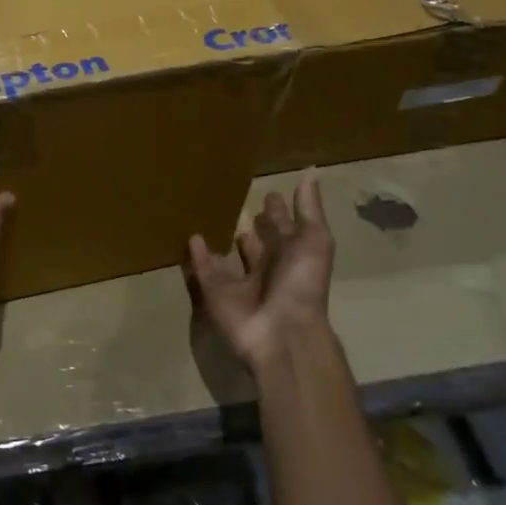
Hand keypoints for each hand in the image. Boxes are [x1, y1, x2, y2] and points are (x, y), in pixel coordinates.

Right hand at [186, 177, 337, 375]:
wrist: (281, 333)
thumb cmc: (302, 284)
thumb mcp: (314, 241)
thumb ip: (309, 209)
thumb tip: (311, 171)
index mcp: (293, 256)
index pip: (285, 228)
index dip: (279, 212)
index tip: (270, 192)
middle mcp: (268, 267)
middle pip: (258, 243)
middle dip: (252, 225)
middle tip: (235, 199)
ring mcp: (241, 283)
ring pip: (229, 256)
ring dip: (222, 239)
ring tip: (208, 214)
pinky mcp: (216, 293)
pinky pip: (205, 270)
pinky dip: (197, 256)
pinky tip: (191, 236)